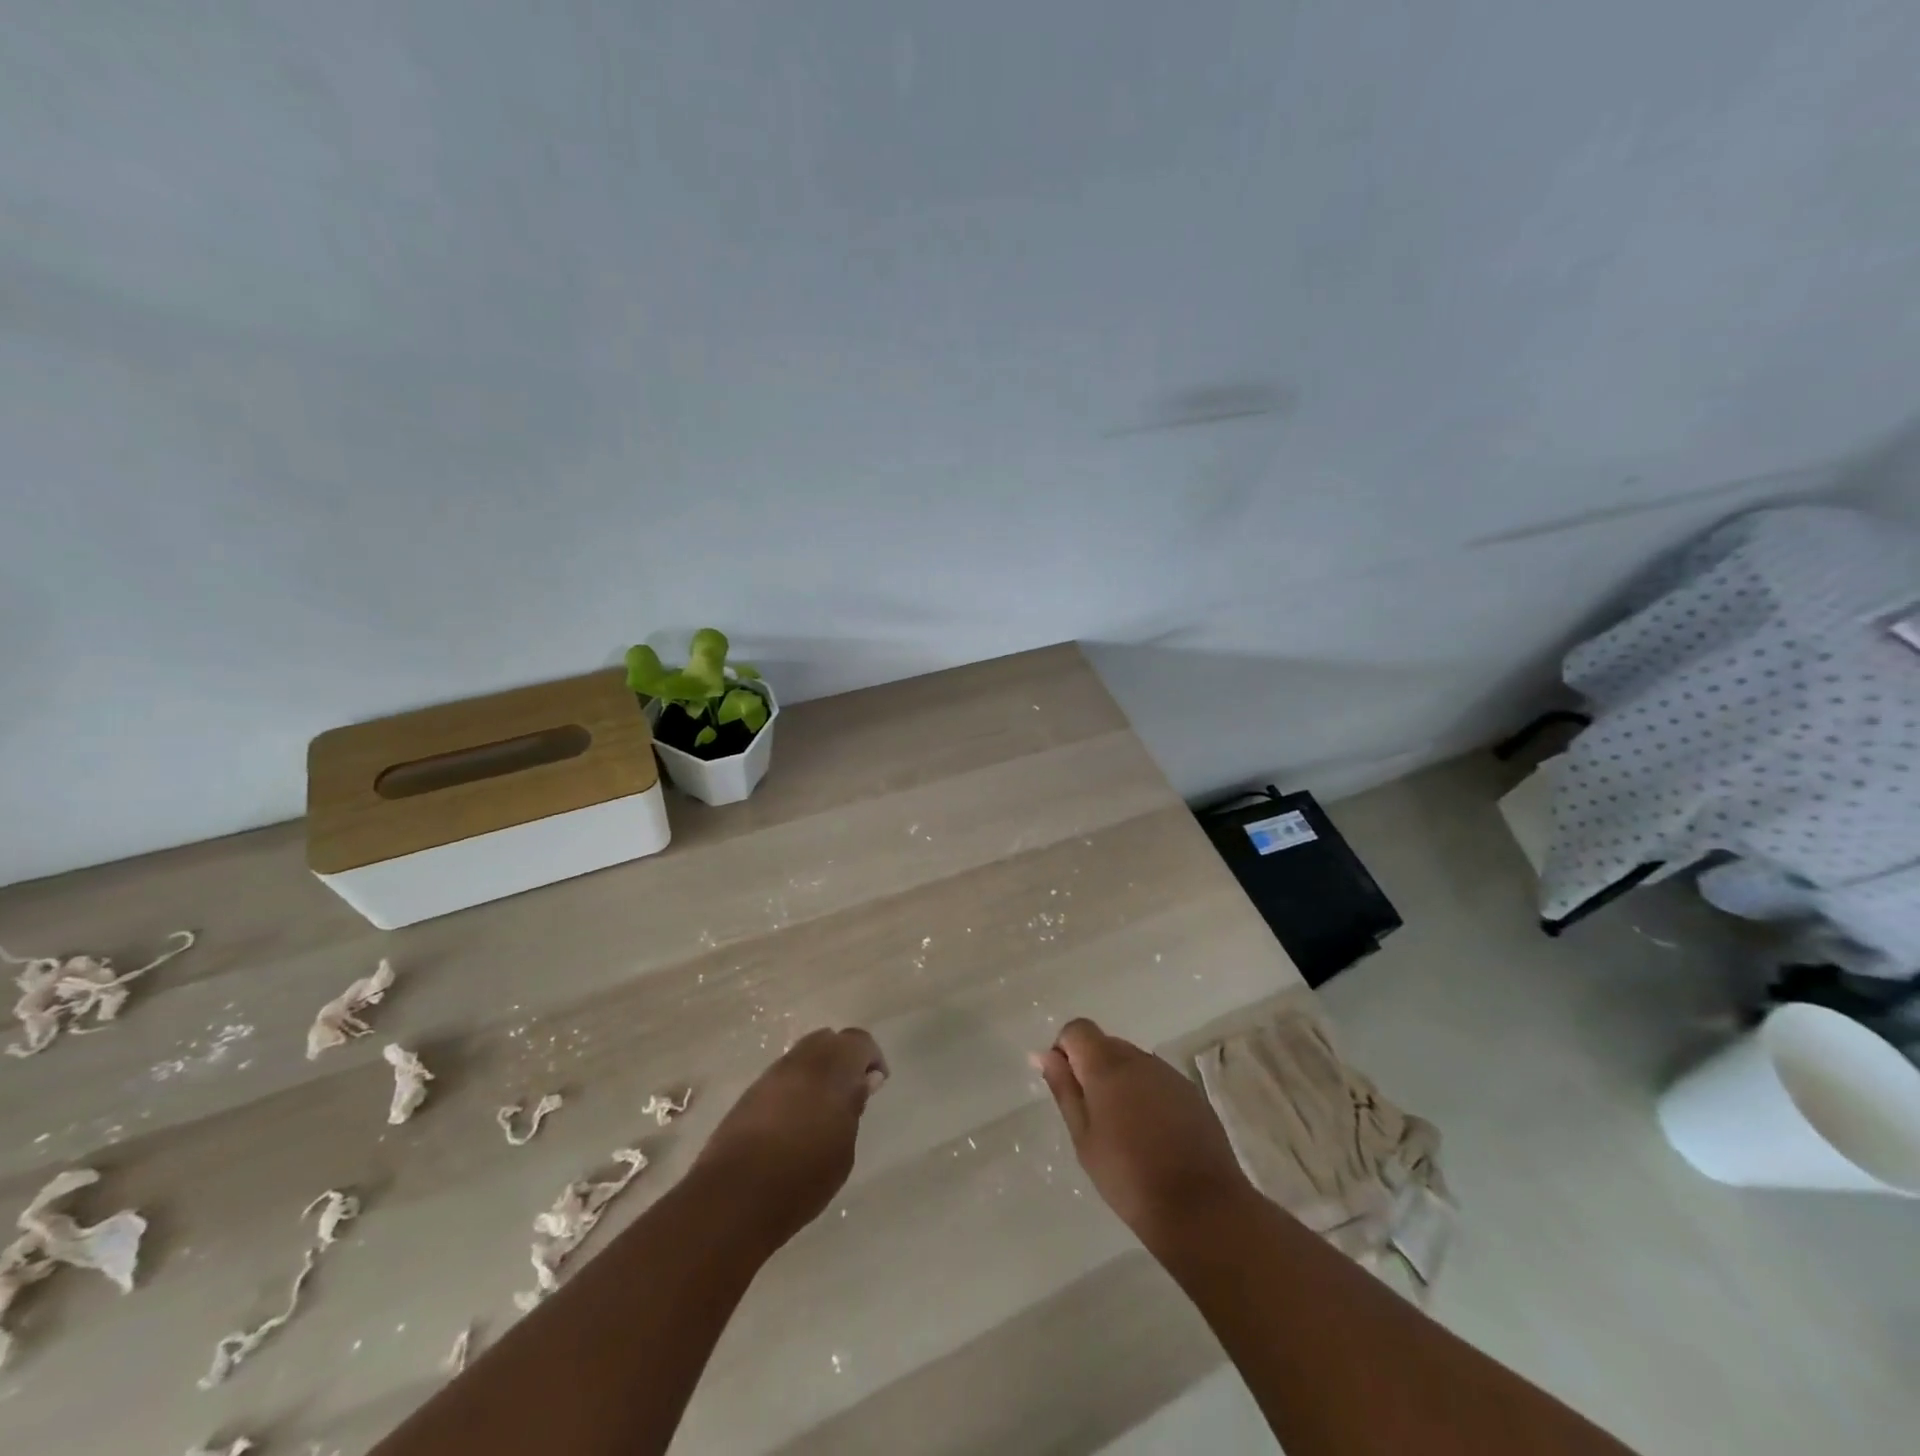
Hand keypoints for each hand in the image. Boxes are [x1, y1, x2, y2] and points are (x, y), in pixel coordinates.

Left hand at [691, 1027, 887, 1249]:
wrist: (735, 1196)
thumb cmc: (803, 1176)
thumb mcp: (843, 1148)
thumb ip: (853, 1107)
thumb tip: (863, 1082)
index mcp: (833, 1068)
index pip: (859, 1041)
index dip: (871, 1058)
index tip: (877, 1084)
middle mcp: (802, 1061)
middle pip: (828, 1041)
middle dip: (843, 1059)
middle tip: (850, 1093)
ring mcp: (772, 1074)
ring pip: (803, 1055)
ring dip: (817, 1071)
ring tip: (822, 1109)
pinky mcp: (750, 1093)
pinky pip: (782, 1076)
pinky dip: (795, 1086)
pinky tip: (795, 1119)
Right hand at [1033, 1017, 1254, 1245]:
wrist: (1201, 1208)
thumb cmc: (1128, 1177)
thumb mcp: (1084, 1138)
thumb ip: (1064, 1089)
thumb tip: (1045, 1054)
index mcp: (1107, 1064)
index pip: (1078, 1029)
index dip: (1065, 1050)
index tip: (1067, 1087)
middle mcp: (1139, 1058)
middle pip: (1106, 1044)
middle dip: (1093, 1068)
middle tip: (1092, 1115)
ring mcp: (1169, 1074)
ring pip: (1133, 1062)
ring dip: (1121, 1082)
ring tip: (1124, 1130)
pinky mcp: (1192, 1094)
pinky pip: (1158, 1081)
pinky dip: (1147, 1096)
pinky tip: (1153, 1136)